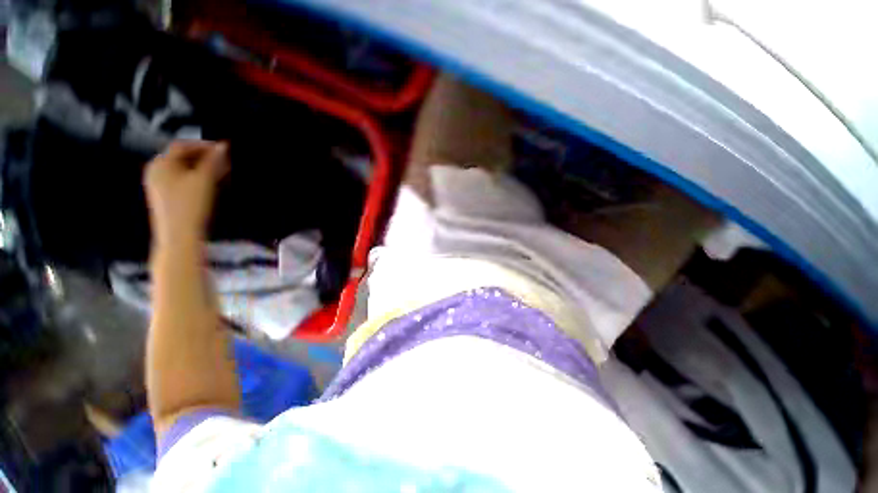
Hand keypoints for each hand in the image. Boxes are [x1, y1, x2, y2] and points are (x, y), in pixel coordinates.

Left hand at [144, 140, 228, 247]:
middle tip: (225, 161)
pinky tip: (212, 186)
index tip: (224, 149)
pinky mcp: (167, 198)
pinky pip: (183, 181)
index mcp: (160, 163)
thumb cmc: (189, 206)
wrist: (179, 237)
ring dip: (204, 169)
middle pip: (182, 157)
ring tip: (222, 173)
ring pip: (184, 170)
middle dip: (205, 157)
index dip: (205, 145)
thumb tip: (223, 146)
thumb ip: (214, 161)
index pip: (183, 145)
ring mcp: (160, 186)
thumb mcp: (204, 180)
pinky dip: (198, 179)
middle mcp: (156, 172)